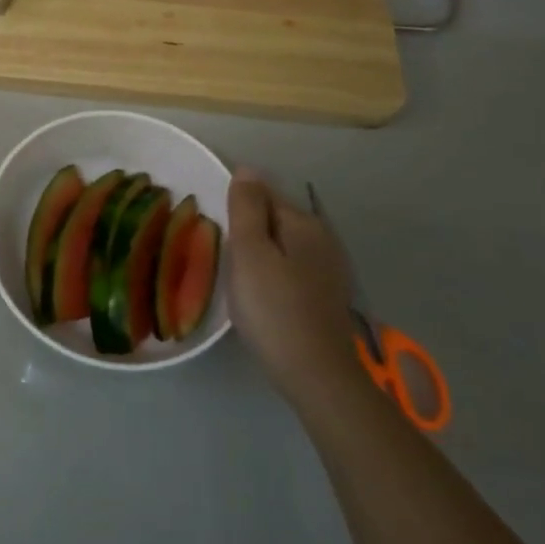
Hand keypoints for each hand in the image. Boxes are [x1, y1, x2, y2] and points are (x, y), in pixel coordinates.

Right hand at [227, 170, 365, 407]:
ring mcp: (328, 269)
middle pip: (275, 219)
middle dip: (248, 229)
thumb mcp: (250, 252)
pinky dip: (272, 273)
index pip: (263, 194)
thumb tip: (247, 169)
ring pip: (282, 246)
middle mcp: (322, 239)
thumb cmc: (273, 308)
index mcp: (304, 223)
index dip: (236, 207)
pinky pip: (290, 269)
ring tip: (235, 276)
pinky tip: (260, 295)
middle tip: (221, 254)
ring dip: (259, 253)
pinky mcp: (326, 296)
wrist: (315, 374)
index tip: (215, 229)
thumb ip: (246, 208)